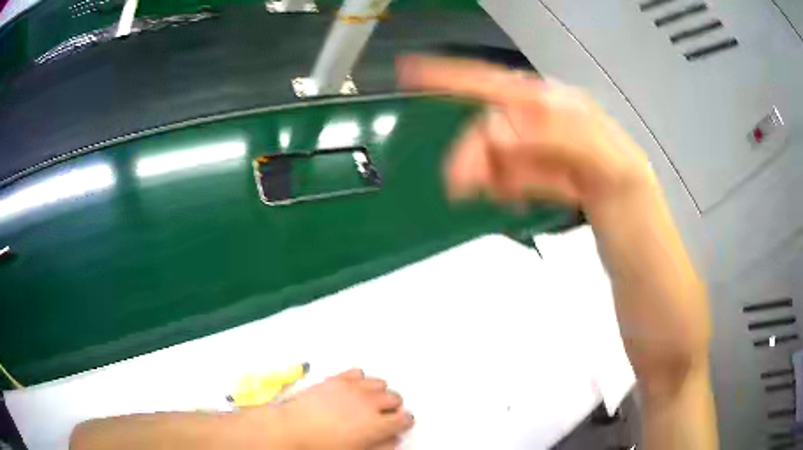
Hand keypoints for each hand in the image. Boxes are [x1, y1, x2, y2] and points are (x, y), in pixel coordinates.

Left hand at [242, 369, 412, 449]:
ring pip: (380, 383)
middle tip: (382, 415)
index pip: (405, 418)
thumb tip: (394, 440)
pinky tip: (352, 390)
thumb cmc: (322, 447)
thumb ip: (381, 447)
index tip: (399, 425)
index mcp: (377, 424)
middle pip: (395, 397)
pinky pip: (358, 372)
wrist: (292, 430)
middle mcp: (369, 402)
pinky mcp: (337, 378)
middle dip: (392, 407)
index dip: (404, 422)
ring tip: (367, 402)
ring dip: (378, 392)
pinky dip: (360, 380)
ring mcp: (352, 388)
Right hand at [397, 56, 655, 210]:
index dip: (460, 77)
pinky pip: (519, 173)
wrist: (649, 275)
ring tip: (477, 195)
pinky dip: (504, 183)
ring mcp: (561, 158)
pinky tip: (507, 198)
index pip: (510, 87)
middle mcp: (566, 128)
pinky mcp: (559, 184)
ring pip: (506, 150)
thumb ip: (565, 142)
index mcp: (578, 116)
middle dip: (474, 147)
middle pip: (501, 122)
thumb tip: (499, 131)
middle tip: (456, 184)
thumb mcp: (617, 177)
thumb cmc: (642, 229)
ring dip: (485, 168)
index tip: (412, 75)